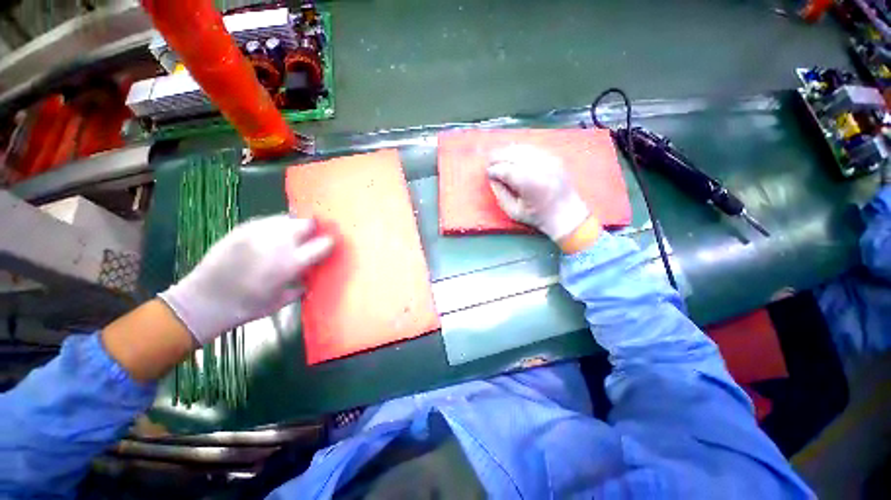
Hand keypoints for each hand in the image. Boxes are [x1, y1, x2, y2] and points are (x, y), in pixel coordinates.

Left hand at [159, 215, 333, 344]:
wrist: (203, 301)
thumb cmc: (247, 307)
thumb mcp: (282, 302)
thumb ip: (302, 286)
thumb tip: (312, 275)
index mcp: (291, 264)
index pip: (321, 245)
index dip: (330, 242)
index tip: (332, 243)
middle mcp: (277, 244)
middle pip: (306, 224)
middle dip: (314, 228)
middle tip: (315, 234)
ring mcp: (258, 233)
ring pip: (287, 219)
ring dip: (296, 225)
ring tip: (296, 233)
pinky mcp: (242, 229)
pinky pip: (268, 220)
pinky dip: (276, 225)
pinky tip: (274, 234)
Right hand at [486, 144, 590, 240]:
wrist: (566, 214)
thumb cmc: (537, 216)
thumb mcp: (513, 211)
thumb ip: (500, 193)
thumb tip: (492, 178)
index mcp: (530, 184)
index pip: (505, 170)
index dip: (493, 170)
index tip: (487, 173)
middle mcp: (540, 167)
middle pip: (512, 154)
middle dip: (497, 156)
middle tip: (489, 162)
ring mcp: (549, 160)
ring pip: (522, 148)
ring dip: (507, 151)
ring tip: (498, 157)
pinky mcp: (553, 157)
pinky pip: (532, 149)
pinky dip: (520, 151)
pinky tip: (513, 156)